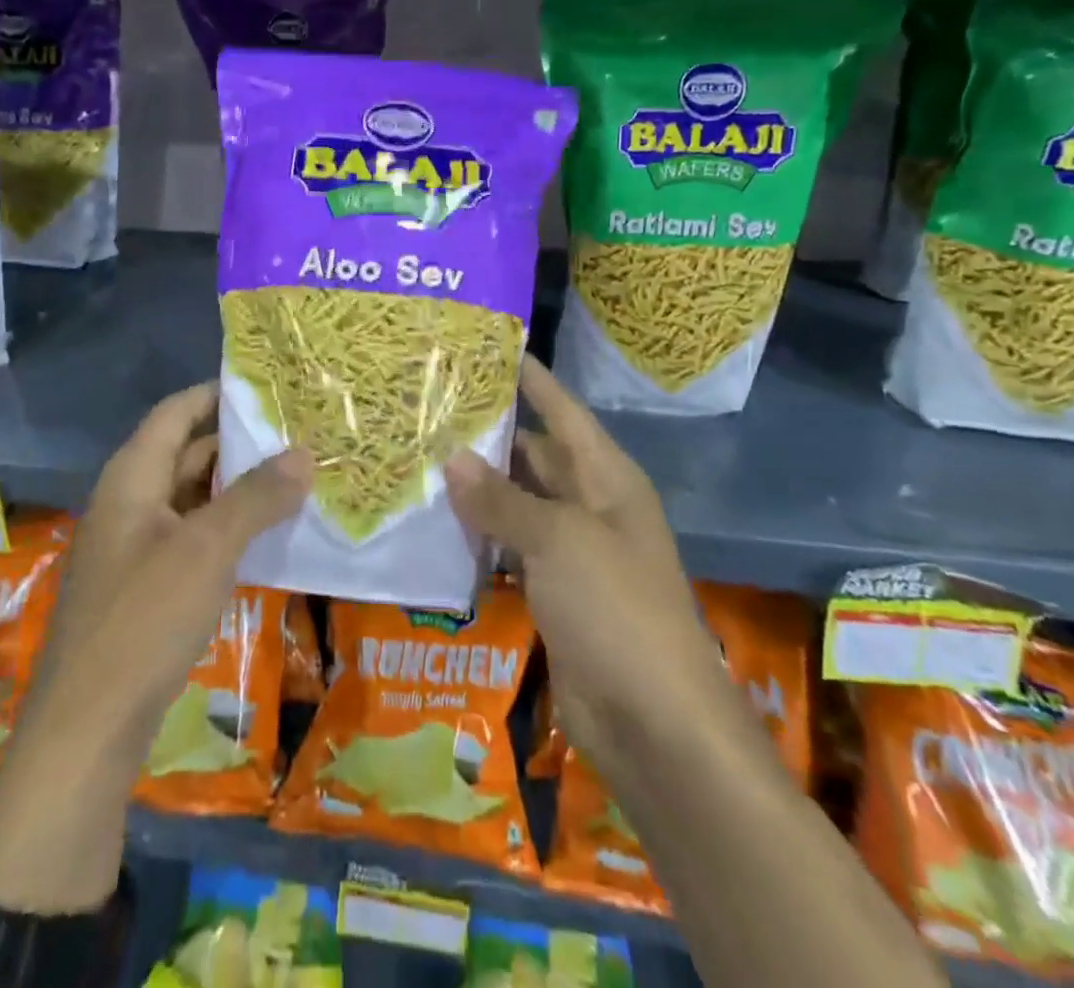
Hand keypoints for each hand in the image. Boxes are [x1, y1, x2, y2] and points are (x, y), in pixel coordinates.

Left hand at [0, 382, 310, 911]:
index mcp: (132, 477)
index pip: (177, 411)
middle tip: (300, 432)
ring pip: (194, 496)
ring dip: (239, 486)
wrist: (87, 729)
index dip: (219, 393)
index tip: (271, 385)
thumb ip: (256, 497)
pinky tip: (268, 533)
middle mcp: (130, 501)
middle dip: (241, 442)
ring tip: (297, 475)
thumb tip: (304, 453)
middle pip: (187, 451)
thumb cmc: (144, 620)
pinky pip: (193, 536)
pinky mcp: (147, 585)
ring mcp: (137, 545)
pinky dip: (228, 525)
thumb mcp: (207, 549)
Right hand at [444, 356, 722, 785]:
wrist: (653, 724)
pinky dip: (479, 533)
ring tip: (420, 453)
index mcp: (607, 478)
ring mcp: (571, 550)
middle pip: (536, 453)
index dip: (531, 379)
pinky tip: (436, 520)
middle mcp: (590, 504)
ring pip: (518, 501)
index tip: (488, 348)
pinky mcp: (552, 590)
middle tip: (432, 405)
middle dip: (491, 431)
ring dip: (478, 484)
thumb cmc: (616, 610)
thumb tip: (452, 457)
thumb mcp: (559, 541)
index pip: (563, 411)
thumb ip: (502, 499)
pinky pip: (510, 546)